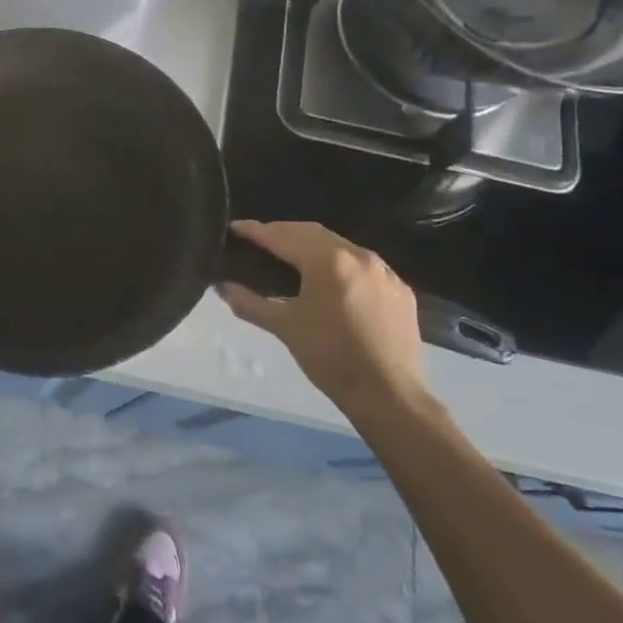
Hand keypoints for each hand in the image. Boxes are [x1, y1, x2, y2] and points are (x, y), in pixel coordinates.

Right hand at [218, 220, 427, 415]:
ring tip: (291, 256)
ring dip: (312, 245)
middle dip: (283, 232)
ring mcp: (384, 271)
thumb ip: (250, 303)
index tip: (235, 228)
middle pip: (312, 233)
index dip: (256, 231)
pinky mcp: (400, 289)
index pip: (283, 237)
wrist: (389, 395)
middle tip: (259, 239)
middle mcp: (358, 255)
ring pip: (340, 245)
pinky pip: (363, 265)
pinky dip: (339, 264)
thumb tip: (222, 287)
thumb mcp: (285, 328)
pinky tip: (330, 281)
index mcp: (328, 262)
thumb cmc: (330, 358)